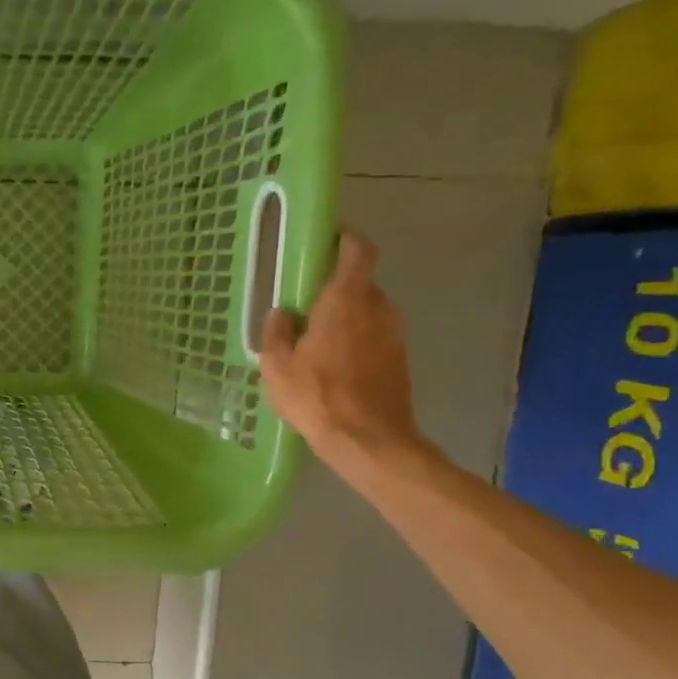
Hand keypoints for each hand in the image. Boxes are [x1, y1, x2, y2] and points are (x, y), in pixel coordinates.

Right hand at [259, 231, 424, 473]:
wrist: (368, 439)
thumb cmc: (317, 395)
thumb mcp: (277, 366)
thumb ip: (277, 333)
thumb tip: (281, 313)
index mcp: (346, 300)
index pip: (358, 252)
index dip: (347, 240)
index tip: (329, 239)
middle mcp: (378, 308)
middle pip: (361, 284)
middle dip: (337, 288)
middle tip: (308, 305)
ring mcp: (395, 334)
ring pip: (369, 312)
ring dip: (347, 318)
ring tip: (318, 340)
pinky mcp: (400, 359)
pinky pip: (376, 337)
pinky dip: (357, 341)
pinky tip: (335, 366)